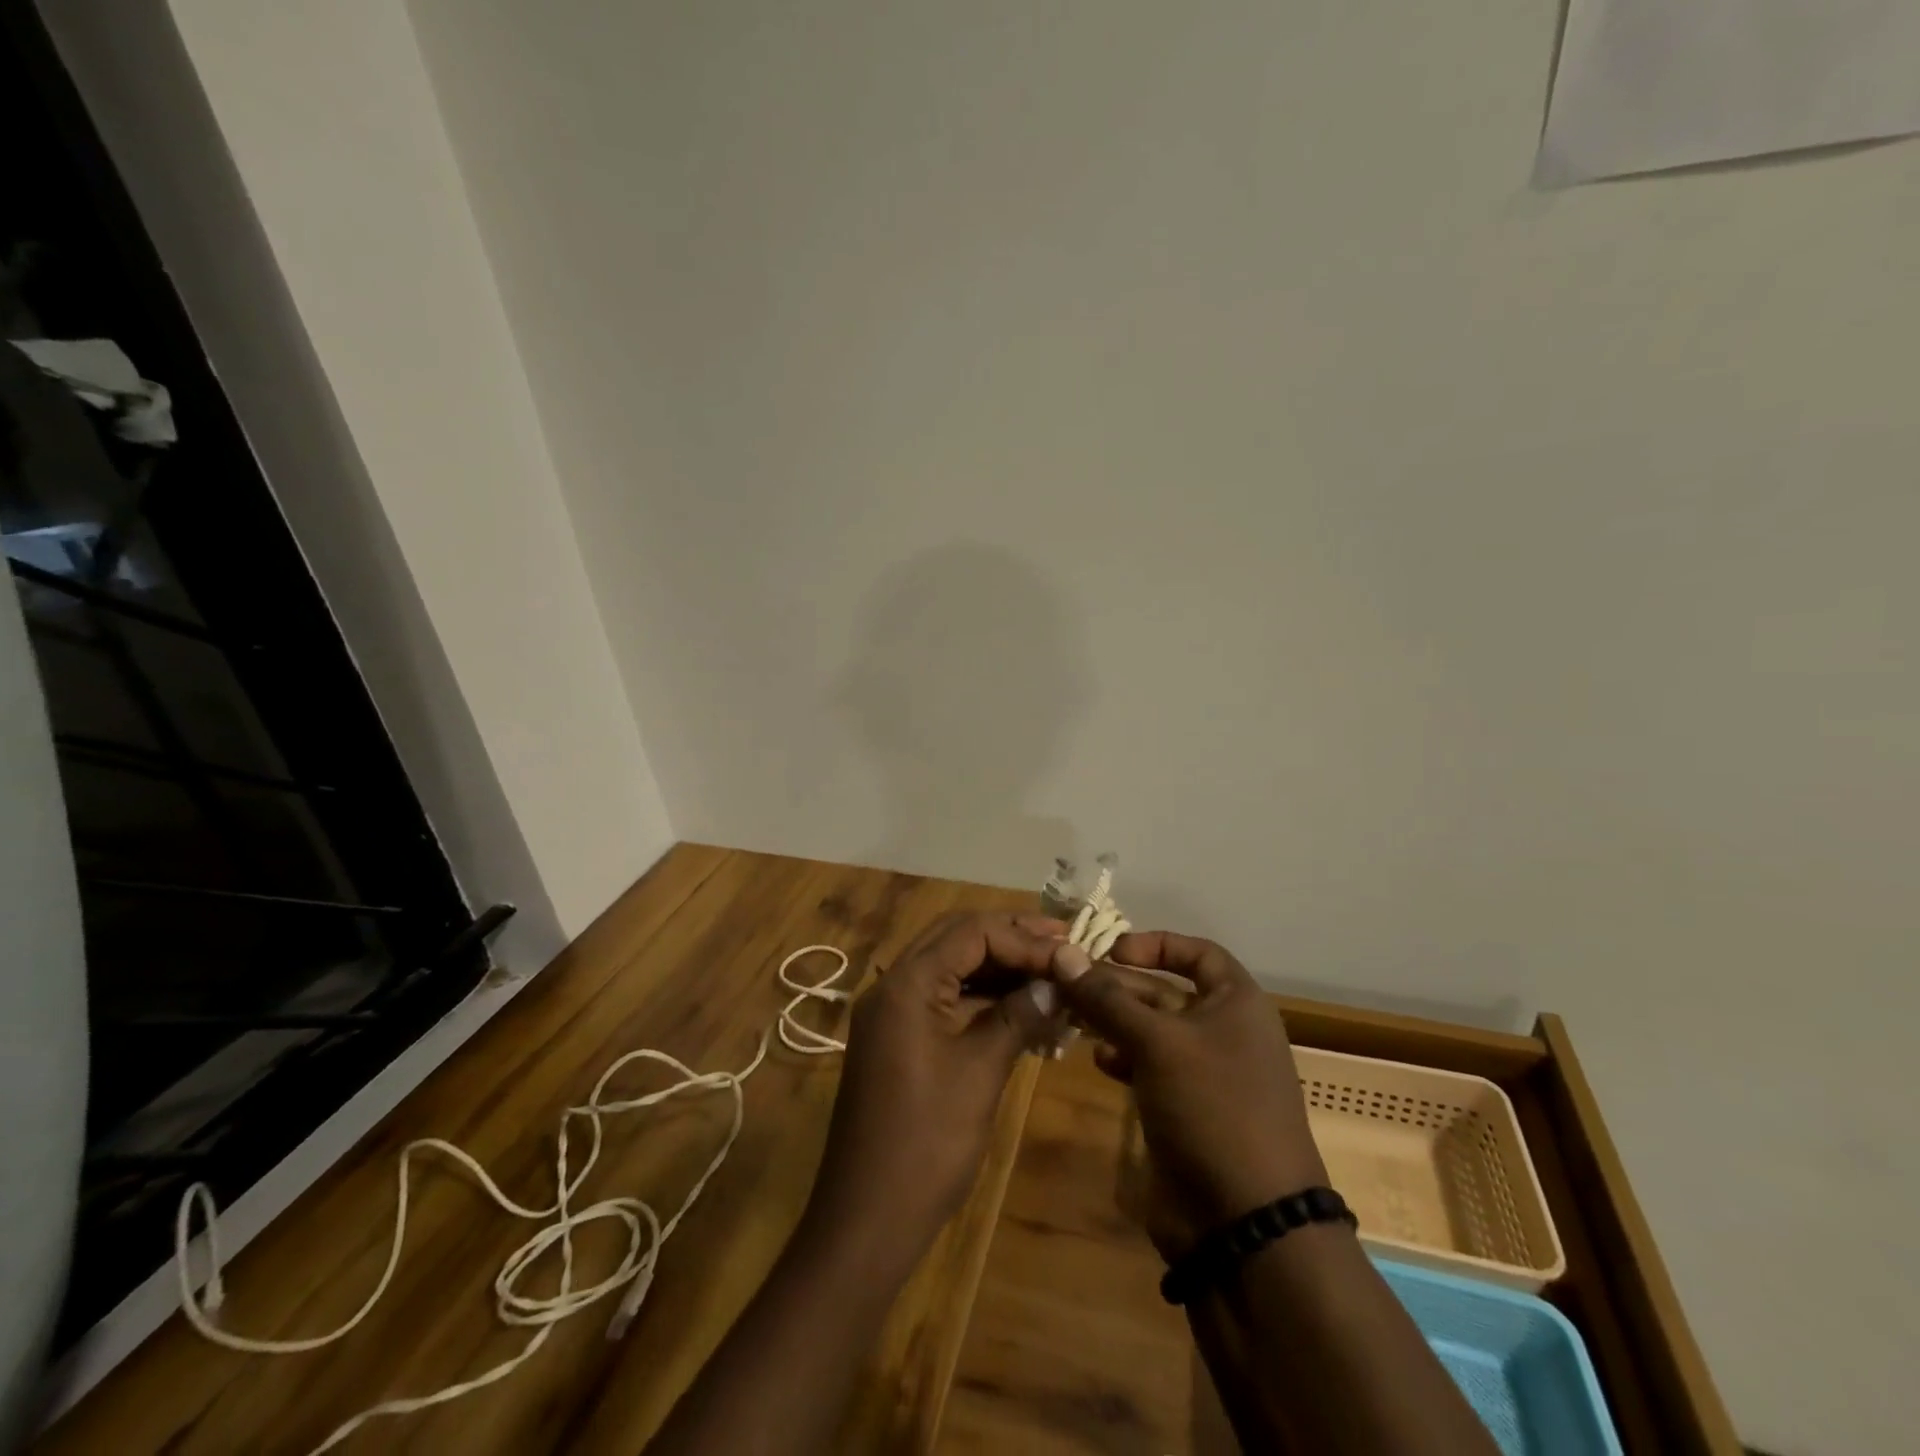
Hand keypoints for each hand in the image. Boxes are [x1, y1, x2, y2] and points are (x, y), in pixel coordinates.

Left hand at [802, 913, 1066, 1268]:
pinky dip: (982, 998)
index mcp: (906, 983)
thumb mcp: (979, 1073)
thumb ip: (1017, 1017)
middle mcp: (893, 985)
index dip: (1024, 938)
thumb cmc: (925, 1144)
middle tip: (1062, 944)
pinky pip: (944, 999)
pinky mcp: (898, 1039)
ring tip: (1050, 973)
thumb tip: (1058, 983)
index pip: (970, 932)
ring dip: (998, 967)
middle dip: (1011, 938)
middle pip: (957, 938)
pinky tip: (1021, 1009)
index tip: (1070, 953)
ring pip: (951, 967)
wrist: (866, 1221)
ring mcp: (892, 1013)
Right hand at [1049, 932, 1327, 1260]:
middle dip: (1117, 987)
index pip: (1198, 952)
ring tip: (1072, 1020)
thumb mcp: (1157, 1042)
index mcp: (1237, 1003)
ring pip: (1151, 1030)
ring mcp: (1205, 1073)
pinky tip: (1098, 1061)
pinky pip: (1149, 1067)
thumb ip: (1106, 998)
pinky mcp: (1186, 1108)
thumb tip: (1062, 952)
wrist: (1246, 1223)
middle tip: (1068, 985)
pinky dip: (1123, 1058)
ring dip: (1113, 1022)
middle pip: (1165, 990)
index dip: (1155, 944)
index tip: (1110, 950)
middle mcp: (1224, 1030)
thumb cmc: (1212, 1108)